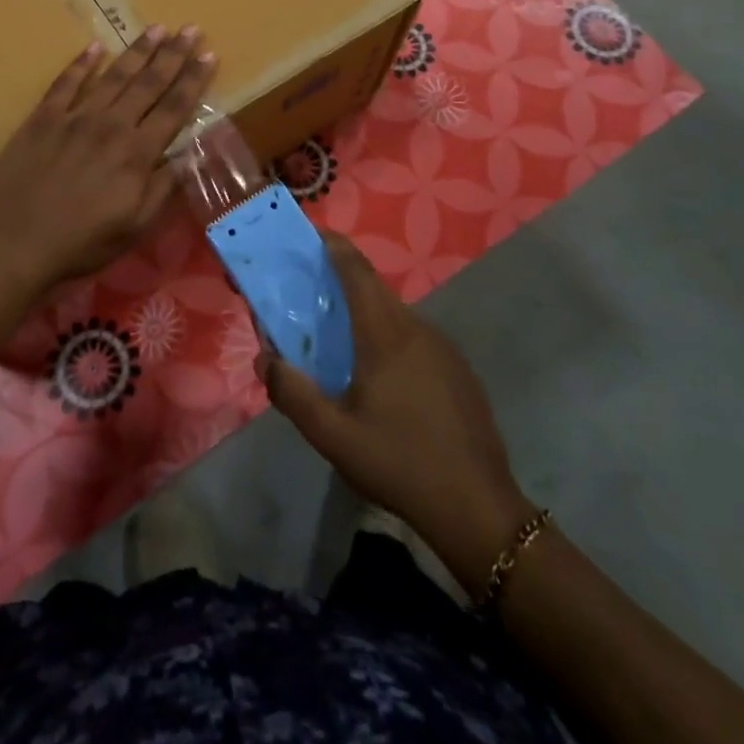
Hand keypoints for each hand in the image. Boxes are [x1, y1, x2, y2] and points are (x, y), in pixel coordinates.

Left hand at [0, 26, 215, 297]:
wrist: (11, 244)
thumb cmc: (79, 243)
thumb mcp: (134, 228)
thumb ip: (163, 188)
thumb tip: (188, 154)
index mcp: (137, 154)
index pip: (174, 108)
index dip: (194, 80)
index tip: (209, 54)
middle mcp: (110, 126)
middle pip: (148, 83)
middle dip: (173, 54)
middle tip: (191, 28)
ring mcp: (74, 118)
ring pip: (113, 76)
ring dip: (137, 50)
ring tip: (157, 28)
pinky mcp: (42, 119)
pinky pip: (65, 83)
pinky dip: (81, 63)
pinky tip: (95, 47)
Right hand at [260, 232, 536, 592]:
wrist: (478, 508)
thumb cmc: (399, 463)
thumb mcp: (333, 436)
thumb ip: (293, 393)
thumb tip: (265, 358)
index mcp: (385, 334)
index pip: (357, 270)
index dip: (334, 246)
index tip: (311, 236)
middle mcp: (416, 328)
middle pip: (374, 289)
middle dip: (341, 280)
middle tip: (310, 293)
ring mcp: (443, 348)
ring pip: (395, 315)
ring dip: (365, 313)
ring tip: (339, 339)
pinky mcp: (458, 370)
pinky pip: (414, 337)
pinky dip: (388, 337)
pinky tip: (380, 378)